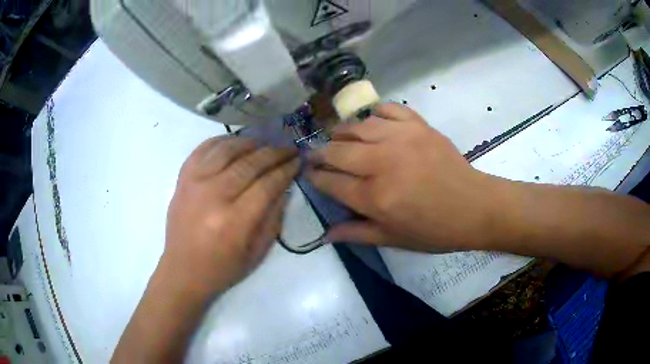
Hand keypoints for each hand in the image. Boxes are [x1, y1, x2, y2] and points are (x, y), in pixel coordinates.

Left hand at [164, 136, 298, 293]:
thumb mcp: (257, 253)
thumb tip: (284, 187)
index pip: (267, 184)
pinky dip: (221, 141)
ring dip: (250, 143)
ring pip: (227, 149)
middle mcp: (213, 195)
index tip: (298, 161)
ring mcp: (194, 183)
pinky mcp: (182, 179)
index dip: (286, 169)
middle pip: (250, 163)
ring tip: (264, 144)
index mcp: (235, 221)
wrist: (182, 270)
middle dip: (274, 153)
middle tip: (288, 148)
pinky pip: (202, 149)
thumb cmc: (222, 268)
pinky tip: (234, 142)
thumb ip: (274, 218)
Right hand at [307, 103, 497, 251]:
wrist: (474, 207)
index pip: (330, 181)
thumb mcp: (394, 239)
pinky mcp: (418, 125)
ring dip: (341, 132)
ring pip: (356, 126)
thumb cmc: (435, 230)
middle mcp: (382, 163)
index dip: (315, 177)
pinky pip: (387, 109)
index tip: (309, 174)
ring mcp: (401, 138)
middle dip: (320, 153)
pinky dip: (374, 115)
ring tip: (339, 139)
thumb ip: (357, 234)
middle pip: (337, 150)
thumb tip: (325, 235)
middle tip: (316, 155)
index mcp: (375, 197)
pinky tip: (372, 124)